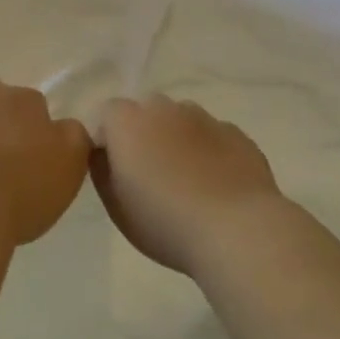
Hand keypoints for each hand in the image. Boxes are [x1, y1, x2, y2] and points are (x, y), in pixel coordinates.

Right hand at [91, 95, 284, 274]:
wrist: (236, 230)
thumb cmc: (164, 221)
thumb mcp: (116, 206)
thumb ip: (102, 170)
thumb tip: (104, 153)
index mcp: (128, 122)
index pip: (107, 113)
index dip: (108, 138)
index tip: (114, 170)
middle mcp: (165, 109)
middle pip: (146, 111)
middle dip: (143, 134)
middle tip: (149, 174)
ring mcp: (205, 118)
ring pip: (182, 120)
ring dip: (177, 139)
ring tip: (187, 180)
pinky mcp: (237, 134)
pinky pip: (213, 136)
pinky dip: (209, 151)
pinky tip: (216, 184)